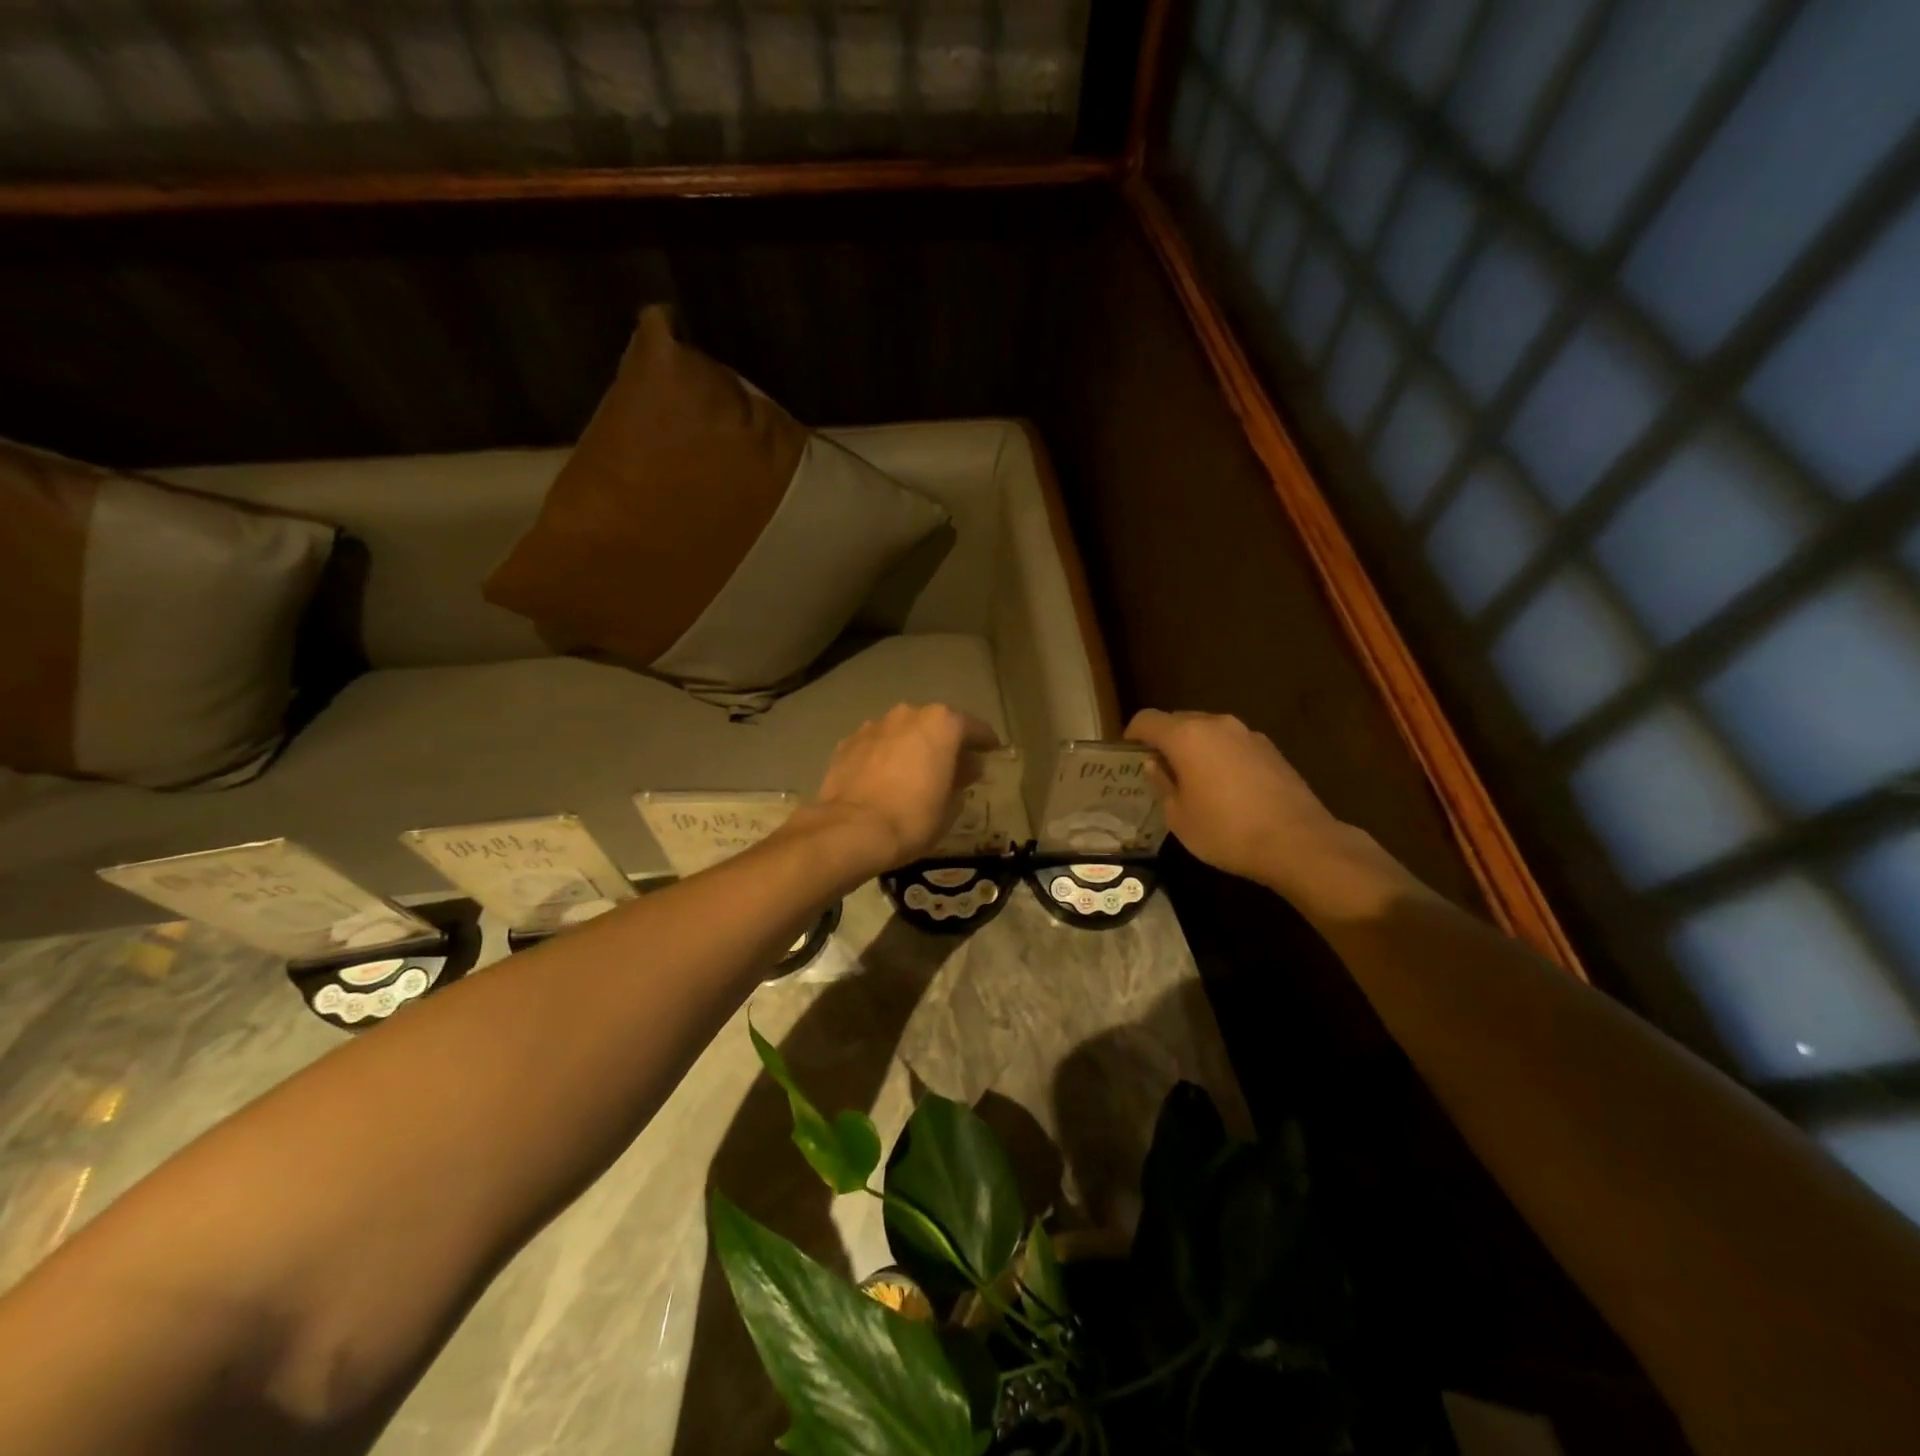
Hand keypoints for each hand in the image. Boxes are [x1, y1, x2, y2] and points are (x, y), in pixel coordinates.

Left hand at [807, 704, 1000, 876]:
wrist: (850, 831)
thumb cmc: (912, 818)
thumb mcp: (950, 806)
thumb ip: (961, 780)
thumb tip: (965, 769)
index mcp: (942, 724)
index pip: (974, 728)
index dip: (986, 742)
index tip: (992, 752)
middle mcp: (908, 714)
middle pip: (936, 725)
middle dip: (946, 743)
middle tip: (953, 766)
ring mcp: (874, 725)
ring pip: (903, 732)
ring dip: (912, 747)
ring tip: (915, 772)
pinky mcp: (848, 742)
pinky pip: (877, 745)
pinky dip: (885, 756)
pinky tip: (885, 778)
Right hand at [1126, 709, 1348, 891]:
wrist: (1298, 842)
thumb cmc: (1226, 831)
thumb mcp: (1178, 816)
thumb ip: (1162, 783)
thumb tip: (1155, 764)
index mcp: (1186, 736)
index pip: (1147, 719)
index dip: (1132, 735)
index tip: (1128, 755)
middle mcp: (1216, 724)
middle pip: (1179, 720)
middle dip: (1164, 740)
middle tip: (1158, 770)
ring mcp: (1247, 734)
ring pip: (1208, 731)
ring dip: (1195, 748)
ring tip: (1192, 780)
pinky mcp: (1271, 749)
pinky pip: (1232, 744)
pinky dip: (1220, 756)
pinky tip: (1225, 788)